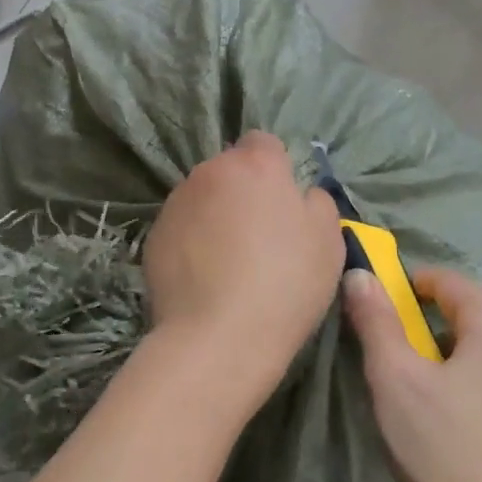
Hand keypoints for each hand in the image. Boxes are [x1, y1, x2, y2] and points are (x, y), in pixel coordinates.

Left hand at [142, 131, 343, 408]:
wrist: (217, 337)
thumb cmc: (285, 285)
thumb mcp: (328, 242)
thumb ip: (317, 203)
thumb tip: (301, 194)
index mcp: (255, 166)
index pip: (263, 143)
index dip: (275, 169)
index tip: (282, 204)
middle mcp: (209, 172)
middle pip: (229, 170)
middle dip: (242, 191)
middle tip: (258, 235)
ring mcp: (176, 203)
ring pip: (202, 197)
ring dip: (214, 215)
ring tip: (227, 261)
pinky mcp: (153, 235)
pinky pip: (181, 227)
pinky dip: (192, 241)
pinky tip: (204, 277)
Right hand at [344, 266, 481, 481]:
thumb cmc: (438, 447)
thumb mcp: (393, 377)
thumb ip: (376, 320)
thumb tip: (361, 274)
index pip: (457, 285)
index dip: (421, 281)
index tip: (392, 293)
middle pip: (478, 323)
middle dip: (438, 324)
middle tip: (400, 346)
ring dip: (461, 362)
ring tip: (428, 390)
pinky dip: (481, 398)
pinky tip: (460, 431)